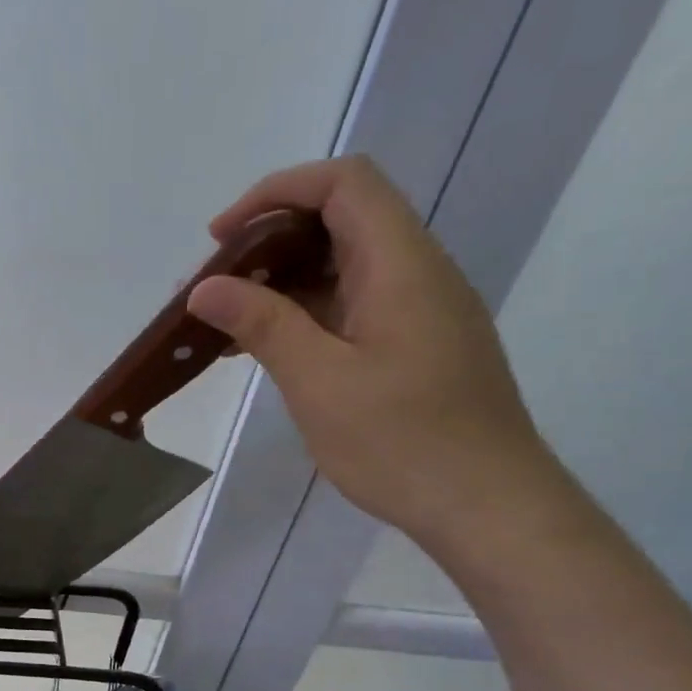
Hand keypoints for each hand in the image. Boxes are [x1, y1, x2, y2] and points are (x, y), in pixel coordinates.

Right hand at [186, 155, 565, 549]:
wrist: (486, 506)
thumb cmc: (402, 442)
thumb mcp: (320, 382)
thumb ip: (263, 325)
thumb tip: (205, 287)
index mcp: (400, 265)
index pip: (343, 184)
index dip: (276, 192)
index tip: (220, 238)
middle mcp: (416, 273)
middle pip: (341, 221)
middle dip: (269, 242)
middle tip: (213, 287)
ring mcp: (419, 312)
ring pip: (344, 268)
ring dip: (282, 284)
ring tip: (226, 324)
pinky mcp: (415, 346)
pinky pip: (352, 308)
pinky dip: (305, 316)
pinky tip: (267, 352)